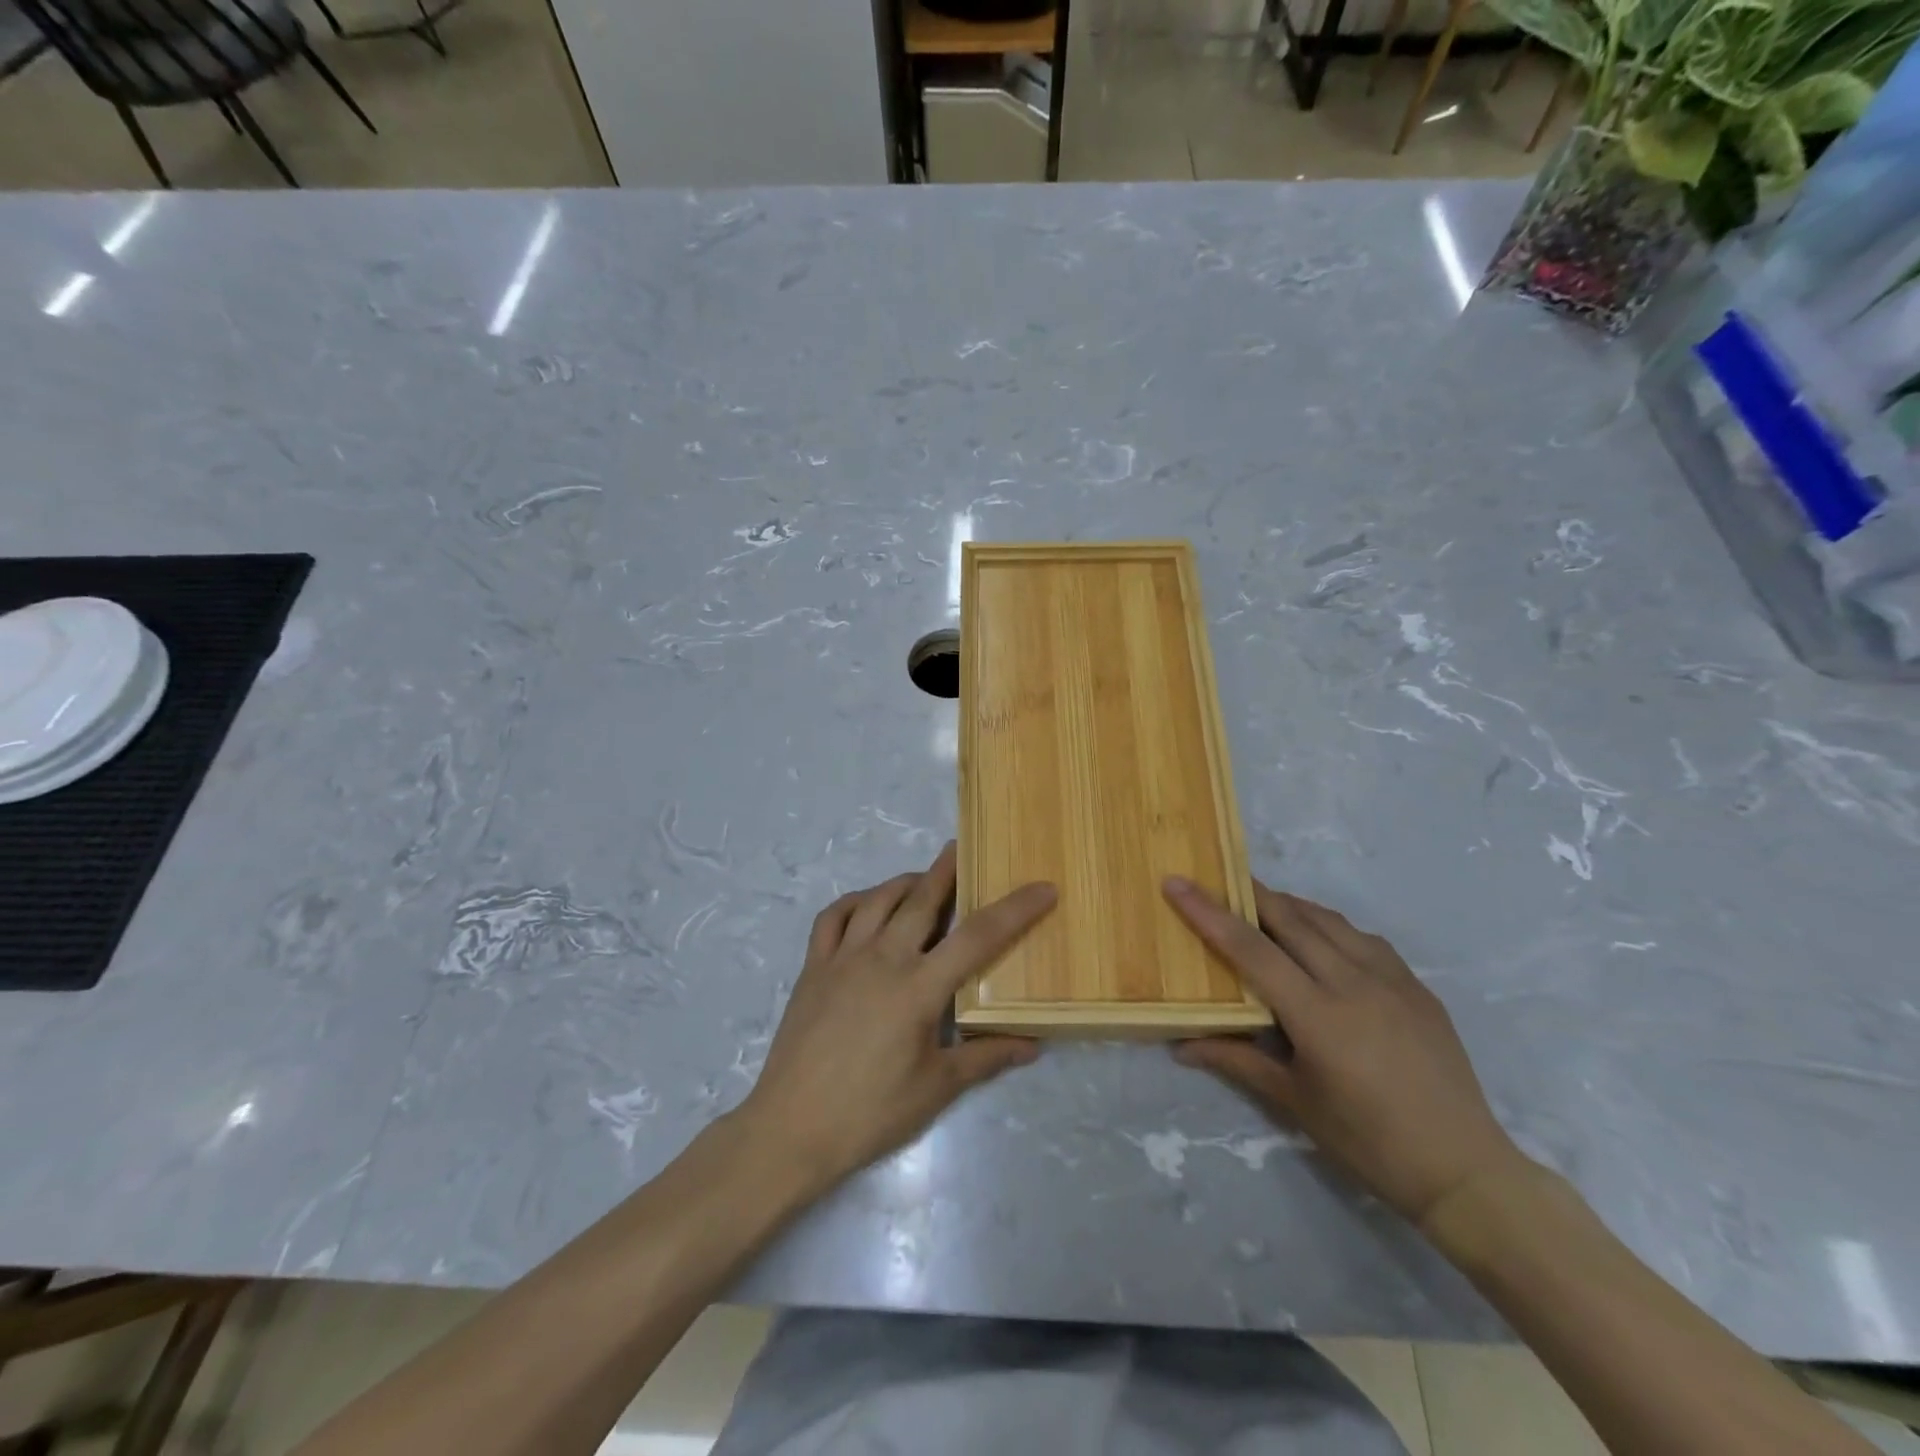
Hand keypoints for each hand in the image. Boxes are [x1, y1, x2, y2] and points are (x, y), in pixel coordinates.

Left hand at [736, 843, 1055, 1195]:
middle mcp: (882, 959)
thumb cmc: (870, 1112)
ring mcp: (843, 958)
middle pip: (922, 899)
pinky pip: (833, 917)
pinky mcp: (814, 967)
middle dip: (947, 870)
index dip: (1015, 909)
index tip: (1043, 888)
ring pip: (878, 899)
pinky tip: (867, 905)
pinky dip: (855, 901)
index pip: (978, 937)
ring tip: (923, 879)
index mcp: (918, 988)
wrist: (790, 1128)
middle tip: (963, 849)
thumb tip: (1033, 1045)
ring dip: (904, 882)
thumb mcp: (936, 1089)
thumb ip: (986, 1059)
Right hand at [1164, 877, 1527, 1229]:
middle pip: (1290, 918)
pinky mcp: (1417, 986)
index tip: (1177, 883)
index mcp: (1319, 1015)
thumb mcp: (1295, 1102)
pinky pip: (1363, 938)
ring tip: (1261, 904)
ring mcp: (1392, 980)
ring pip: (1329, 920)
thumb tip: (1181, 1045)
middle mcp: (1354, 983)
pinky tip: (1320, 939)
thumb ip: (1237, 1061)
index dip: (1209, 912)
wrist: (1464, 1170)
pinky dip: (1329, 926)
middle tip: (1217, 880)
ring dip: (1289, 905)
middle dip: (1249, 893)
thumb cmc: (1368, 1141)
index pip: (1251, 949)